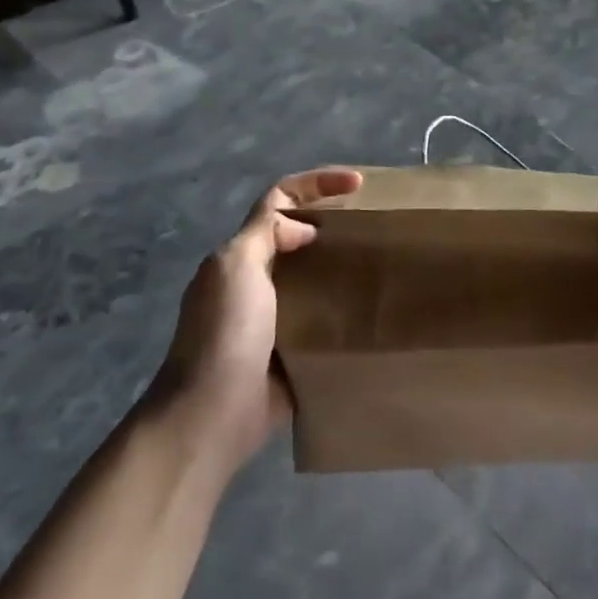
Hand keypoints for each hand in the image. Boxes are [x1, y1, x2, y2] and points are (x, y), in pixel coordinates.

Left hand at [165, 167, 362, 468]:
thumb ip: (265, 234)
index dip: (317, 184)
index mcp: (241, 256)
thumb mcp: (236, 266)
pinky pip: (324, 320)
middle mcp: (256, 282)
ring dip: (344, 267)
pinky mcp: (293, 353)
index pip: (279, 201)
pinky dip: (346, 311)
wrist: (212, 414)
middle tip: (378, 225)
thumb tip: (302, 229)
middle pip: (300, 237)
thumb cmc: (225, 333)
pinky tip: (375, 310)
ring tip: (385, 263)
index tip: (359, 184)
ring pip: (315, 278)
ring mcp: (274, 320)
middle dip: (335, 224)